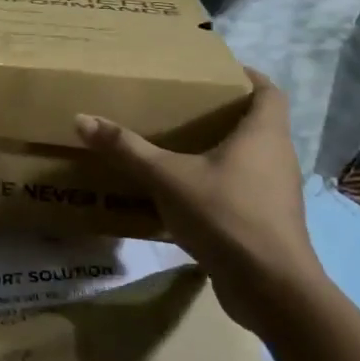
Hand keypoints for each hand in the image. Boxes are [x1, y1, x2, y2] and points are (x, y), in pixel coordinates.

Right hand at [75, 68, 325, 333]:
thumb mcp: (168, 177)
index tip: (213, 71)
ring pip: (249, 158)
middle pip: (256, 122)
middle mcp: (276, 157)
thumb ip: (127, 149)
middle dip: (222, 112)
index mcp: (263, 134)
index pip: (268, 90)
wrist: (271, 288)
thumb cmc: (226, 216)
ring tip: (177, 145)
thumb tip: (83, 119)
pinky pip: (242, 189)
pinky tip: (184, 192)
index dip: (246, 76)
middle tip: (181, 105)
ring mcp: (275, 192)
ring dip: (219, 150)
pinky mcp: (267, 222)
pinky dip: (218, 183)